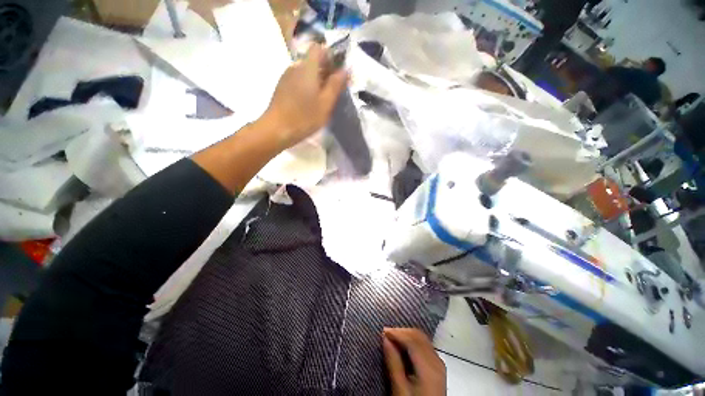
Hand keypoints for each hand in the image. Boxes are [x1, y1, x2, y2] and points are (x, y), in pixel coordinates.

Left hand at [262, 43, 347, 149]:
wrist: (277, 129)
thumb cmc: (304, 118)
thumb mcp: (325, 104)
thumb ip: (335, 85)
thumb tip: (345, 69)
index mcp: (307, 68)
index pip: (319, 48)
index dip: (330, 57)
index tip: (337, 73)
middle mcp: (295, 67)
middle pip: (313, 60)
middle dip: (325, 71)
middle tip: (332, 90)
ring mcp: (286, 76)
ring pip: (305, 71)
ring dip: (316, 80)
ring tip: (321, 99)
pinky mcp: (282, 87)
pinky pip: (298, 80)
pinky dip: (306, 86)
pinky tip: (308, 103)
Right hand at [382, 328, 445, 395]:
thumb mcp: (399, 389)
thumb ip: (393, 362)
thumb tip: (385, 338)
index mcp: (429, 368)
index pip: (412, 340)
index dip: (397, 332)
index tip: (382, 332)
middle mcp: (437, 361)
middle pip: (419, 336)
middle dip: (401, 332)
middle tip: (386, 334)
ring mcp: (439, 363)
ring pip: (422, 339)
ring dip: (407, 335)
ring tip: (392, 338)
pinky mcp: (438, 367)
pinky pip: (425, 346)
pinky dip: (413, 342)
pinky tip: (404, 346)